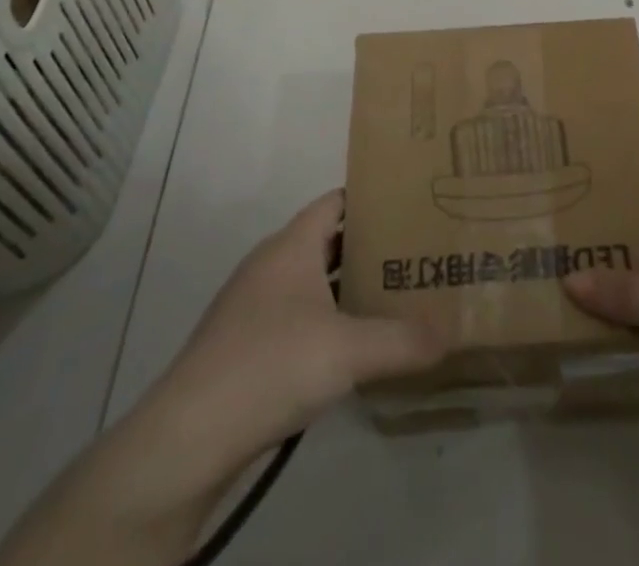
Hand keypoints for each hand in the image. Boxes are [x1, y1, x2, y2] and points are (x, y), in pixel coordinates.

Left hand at [0, 192, 445, 565]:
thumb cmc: (270, 365)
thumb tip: (451, 333)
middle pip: (327, 241)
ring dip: (347, 287)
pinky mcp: (243, 345)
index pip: (336, 201)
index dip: (372, 199)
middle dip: (370, 246)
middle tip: (416, 253)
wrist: (187, 438)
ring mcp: (252, 306)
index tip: (411, 205)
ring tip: (394, 296)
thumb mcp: (348, 351)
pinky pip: (295, 316)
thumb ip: (404, 340)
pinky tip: (350, 348)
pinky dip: (326, 320)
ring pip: (311, 281)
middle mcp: (270, 265)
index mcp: (291, 246)